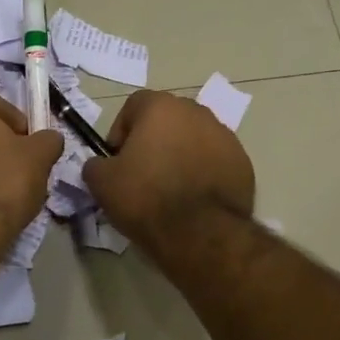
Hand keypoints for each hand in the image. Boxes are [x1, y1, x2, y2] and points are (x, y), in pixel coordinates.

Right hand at [82, 90, 255, 258]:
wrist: (200, 233)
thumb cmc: (146, 197)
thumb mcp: (101, 182)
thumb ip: (96, 164)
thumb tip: (101, 165)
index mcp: (161, 107)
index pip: (134, 105)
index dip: (121, 130)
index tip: (117, 159)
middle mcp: (196, 112)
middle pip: (167, 119)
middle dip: (154, 140)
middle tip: (143, 173)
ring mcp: (225, 136)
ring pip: (194, 138)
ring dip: (181, 154)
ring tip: (171, 189)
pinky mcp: (243, 163)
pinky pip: (215, 161)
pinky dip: (204, 172)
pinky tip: (195, 200)